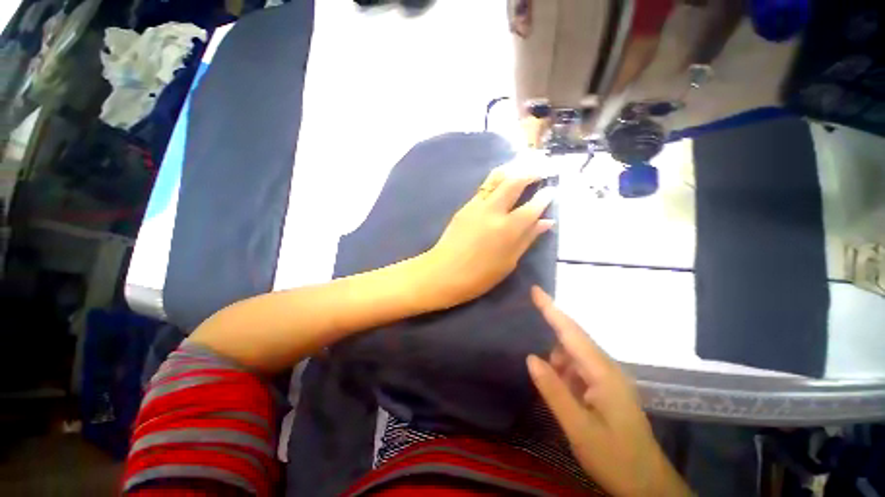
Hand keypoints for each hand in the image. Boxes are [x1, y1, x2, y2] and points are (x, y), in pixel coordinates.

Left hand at [420, 167, 554, 308]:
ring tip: (522, 169)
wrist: (444, 272)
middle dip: (530, 173)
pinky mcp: (464, 206)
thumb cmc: (480, 276)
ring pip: (496, 179)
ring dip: (512, 171)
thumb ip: (527, 239)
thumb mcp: (509, 262)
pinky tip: (501, 184)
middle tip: (540, 171)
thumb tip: (546, 222)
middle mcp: (494, 211)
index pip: (532, 206)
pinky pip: (483, 188)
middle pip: (514, 182)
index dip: (544, 197)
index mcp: (508, 229)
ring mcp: (477, 206)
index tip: (551, 190)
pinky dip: (496, 181)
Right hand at [526, 287, 690, 496]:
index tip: (535, 290)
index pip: (571, 332)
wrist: (648, 486)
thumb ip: (554, 391)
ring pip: (574, 355)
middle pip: (573, 339)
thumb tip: (531, 358)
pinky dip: (565, 372)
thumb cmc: (615, 458)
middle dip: (551, 335)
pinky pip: (579, 369)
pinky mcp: (606, 388)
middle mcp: (607, 368)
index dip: (552, 309)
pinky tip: (561, 390)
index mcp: (602, 373)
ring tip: (550, 386)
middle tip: (531, 345)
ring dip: (557, 361)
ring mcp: (608, 378)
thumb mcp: (579, 429)